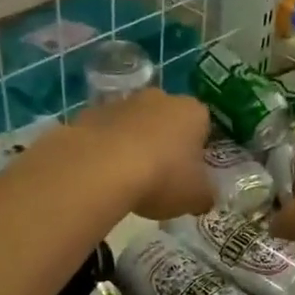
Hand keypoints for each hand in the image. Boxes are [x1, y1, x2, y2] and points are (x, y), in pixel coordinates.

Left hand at [71, 89, 214, 221]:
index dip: (198, 150)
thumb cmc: (162, 177)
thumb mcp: (196, 197)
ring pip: (135, 124)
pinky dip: (106, 148)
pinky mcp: (90, 112)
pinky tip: (102, 174)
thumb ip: (205, 194)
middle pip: (167, 119)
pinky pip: (105, 131)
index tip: (190, 173)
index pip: (203, 126)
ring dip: (134, 143)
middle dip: (165, 142)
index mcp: (192, 112)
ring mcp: (122, 102)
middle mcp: (160, 98)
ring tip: (128, 179)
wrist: (101, 168)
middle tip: (161, 176)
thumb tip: (204, 197)